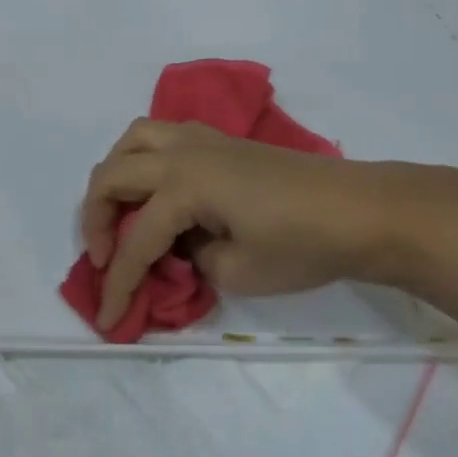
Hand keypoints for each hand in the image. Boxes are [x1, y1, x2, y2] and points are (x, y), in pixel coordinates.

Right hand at [81, 120, 425, 332]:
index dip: (118, 284)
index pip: (137, 241)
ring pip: (134, 138)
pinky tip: (158, 187)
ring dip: (115, 173)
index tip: (108, 320)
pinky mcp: (220, 140)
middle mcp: (182, 153)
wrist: (362, 209)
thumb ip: (193, 260)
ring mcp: (202, 139)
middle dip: (95, 218)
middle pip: (113, 174)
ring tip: (120, 210)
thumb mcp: (240, 272)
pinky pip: (162, 135)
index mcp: (184, 186)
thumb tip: (180, 246)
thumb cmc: (304, 244)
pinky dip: (144, 157)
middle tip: (103, 257)